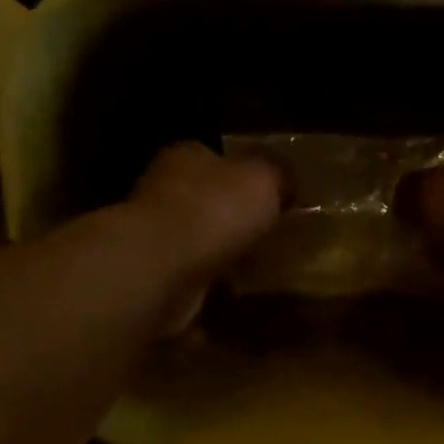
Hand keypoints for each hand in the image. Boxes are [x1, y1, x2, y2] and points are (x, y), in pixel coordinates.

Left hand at [128, 142, 284, 331]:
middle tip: (271, 234)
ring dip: (223, 249)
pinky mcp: (156, 271)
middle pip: (209, 197)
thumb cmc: (215, 210)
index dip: (248, 176)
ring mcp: (157, 232)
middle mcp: (165, 187)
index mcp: (188, 155)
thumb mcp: (263, 179)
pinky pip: (195, 270)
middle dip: (236, 215)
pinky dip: (213, 278)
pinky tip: (233, 287)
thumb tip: (288, 181)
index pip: (220, 158)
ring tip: (257, 264)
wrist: (163, 267)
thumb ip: (279, 174)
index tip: (275, 198)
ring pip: (201, 236)